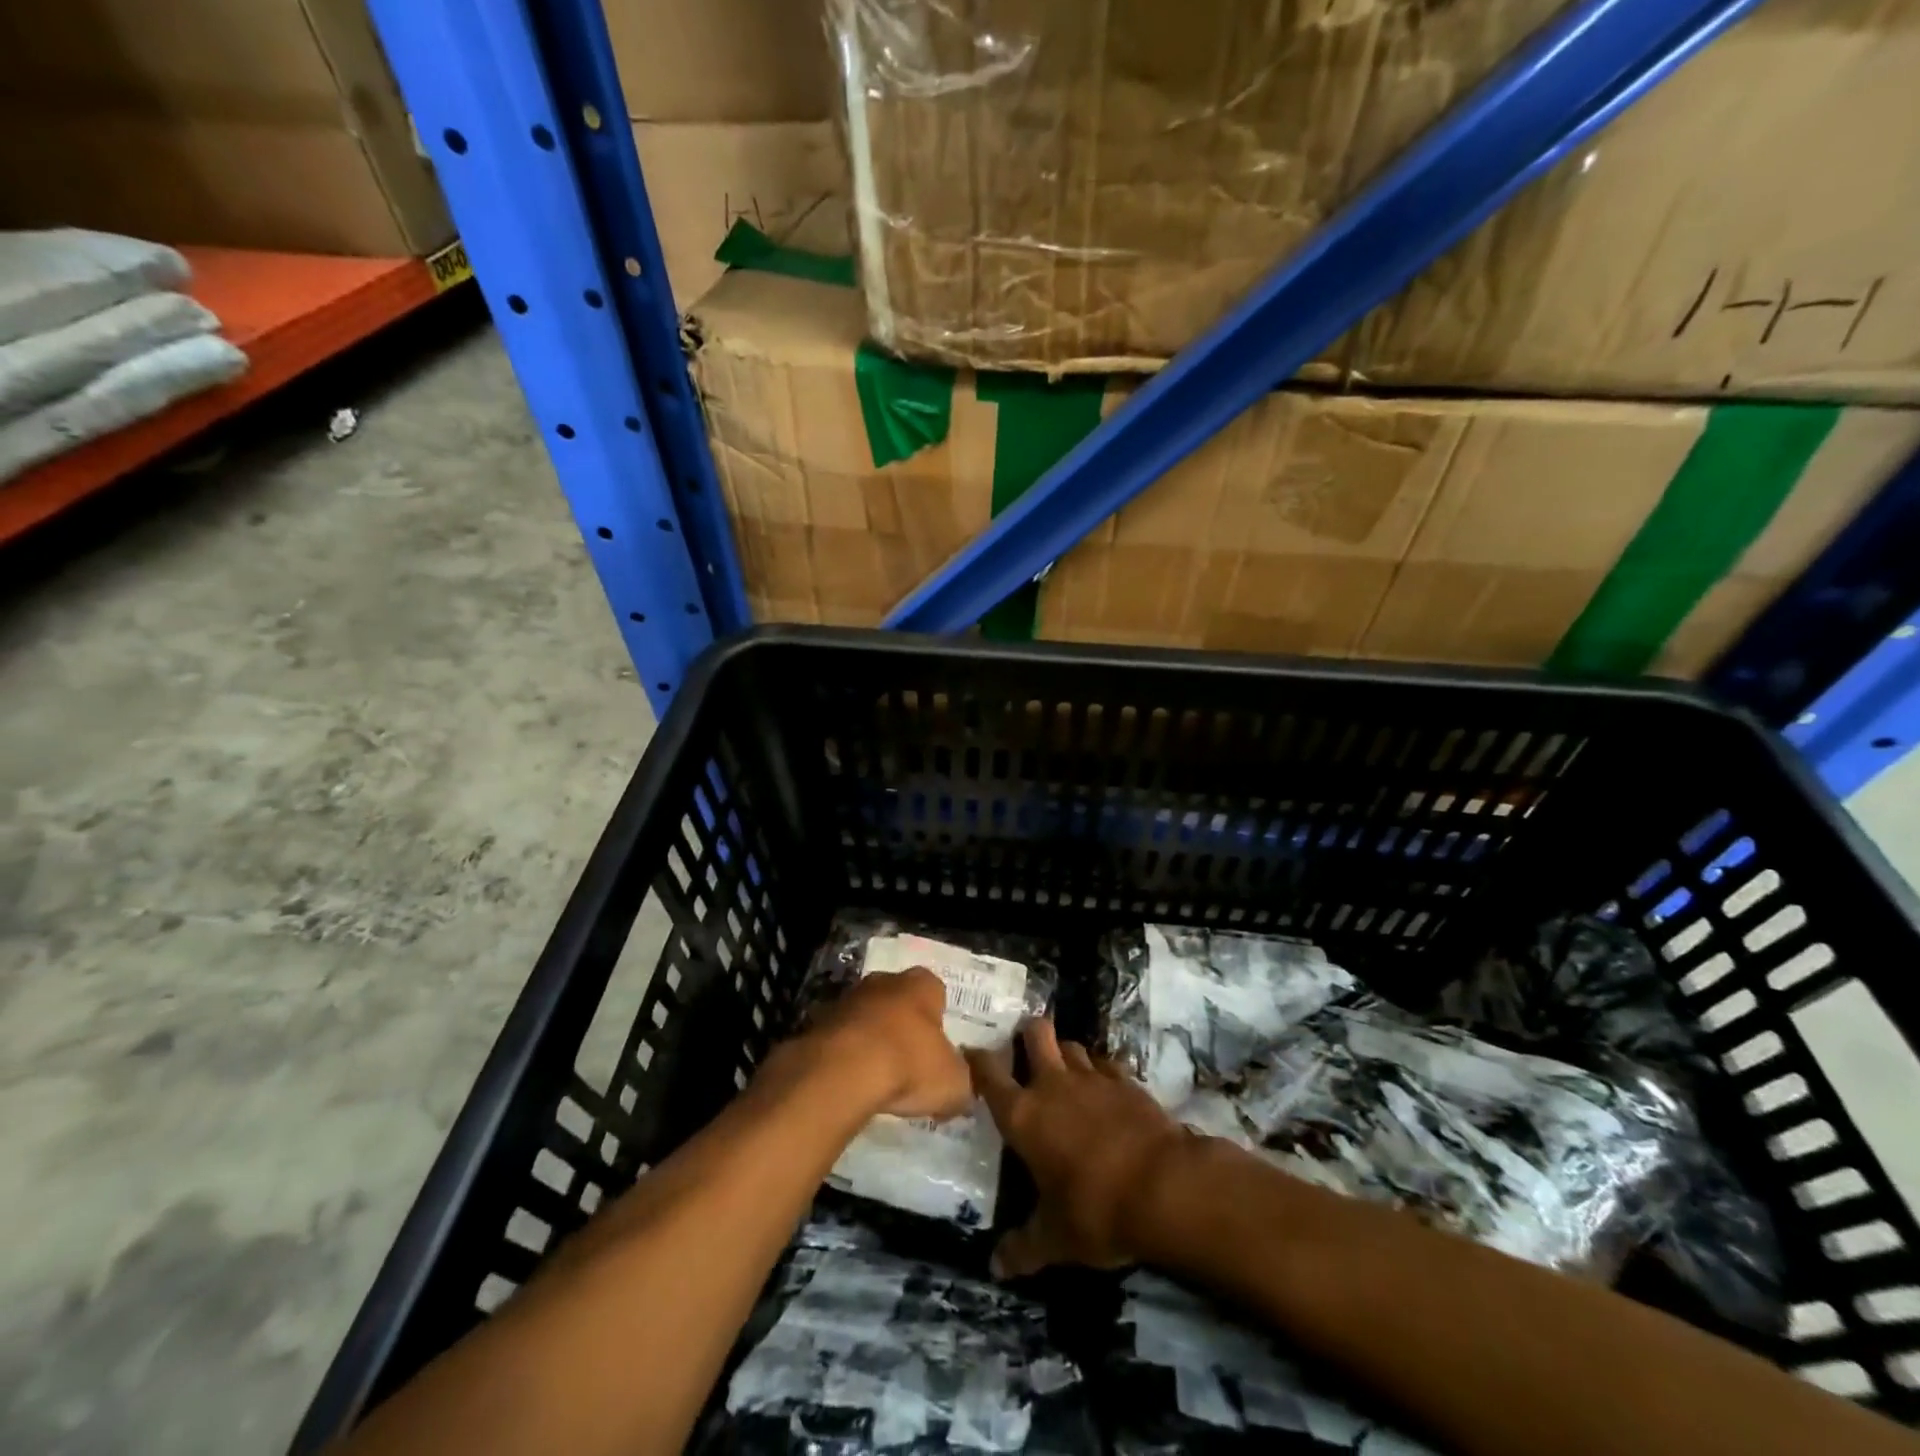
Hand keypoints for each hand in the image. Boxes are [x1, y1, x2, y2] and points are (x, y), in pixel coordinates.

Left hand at [807, 967, 973, 1120]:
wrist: (843, 1071)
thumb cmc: (908, 1065)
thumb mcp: (953, 1084)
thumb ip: (961, 1083)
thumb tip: (960, 1090)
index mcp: (922, 984)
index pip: (936, 992)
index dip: (939, 1020)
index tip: (938, 1049)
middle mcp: (885, 981)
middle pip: (899, 1000)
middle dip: (904, 1026)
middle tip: (910, 1063)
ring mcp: (848, 998)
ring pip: (868, 1017)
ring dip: (872, 1040)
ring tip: (879, 1079)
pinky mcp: (819, 1022)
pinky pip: (842, 1038)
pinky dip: (847, 1056)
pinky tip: (853, 1084)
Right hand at [968, 1019, 1187, 1277]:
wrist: (1164, 1186)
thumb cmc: (1096, 1211)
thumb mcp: (1055, 1240)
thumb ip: (1023, 1249)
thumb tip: (995, 1267)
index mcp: (1023, 1116)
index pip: (989, 1075)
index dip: (978, 1060)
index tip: (972, 1054)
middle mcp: (1052, 1085)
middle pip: (1035, 1034)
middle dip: (1028, 1034)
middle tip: (1026, 1047)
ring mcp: (1092, 1078)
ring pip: (1071, 1044)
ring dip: (1064, 1052)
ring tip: (1064, 1070)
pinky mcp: (1126, 1081)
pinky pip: (1104, 1063)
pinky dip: (1099, 1070)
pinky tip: (1104, 1088)